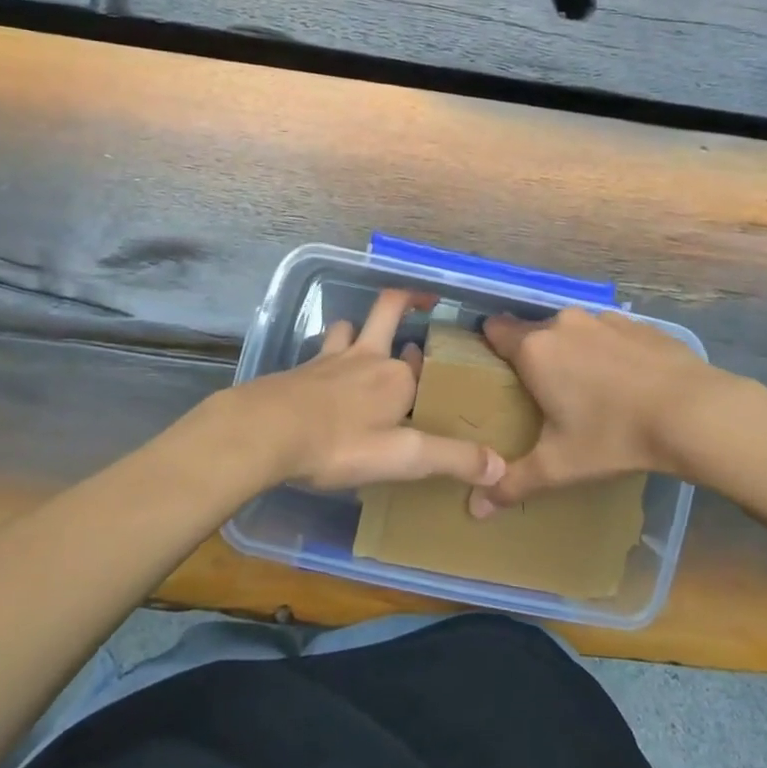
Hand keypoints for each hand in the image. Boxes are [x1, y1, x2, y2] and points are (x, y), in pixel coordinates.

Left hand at [221, 290, 506, 492]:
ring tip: (364, 342)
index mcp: (396, 378)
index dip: (432, 366)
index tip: (441, 372)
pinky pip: (321, 351)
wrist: (266, 431)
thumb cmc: (339, 444)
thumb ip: (452, 459)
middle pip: (388, 310)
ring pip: (348, 326)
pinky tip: (323, 376)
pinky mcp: (301, 370)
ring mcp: (330, 359)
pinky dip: (328, 354)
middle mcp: (367, 358)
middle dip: (406, 301)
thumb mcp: (402, 458)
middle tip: (422, 302)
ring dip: (359, 328)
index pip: (422, 363)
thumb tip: (500, 466)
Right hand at [468, 308, 723, 515]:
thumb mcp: (559, 466)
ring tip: (590, 391)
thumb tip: (475, 509)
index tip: (497, 373)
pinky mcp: (638, 323)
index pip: (495, 330)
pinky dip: (610, 352)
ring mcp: (604, 319)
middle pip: (535, 332)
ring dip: (574, 353)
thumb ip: (513, 482)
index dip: (491, 347)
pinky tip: (628, 384)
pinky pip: (609, 334)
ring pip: (574, 332)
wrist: (694, 412)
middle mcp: (563, 323)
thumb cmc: (614, 435)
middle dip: (537, 358)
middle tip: (546, 396)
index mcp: (535, 349)